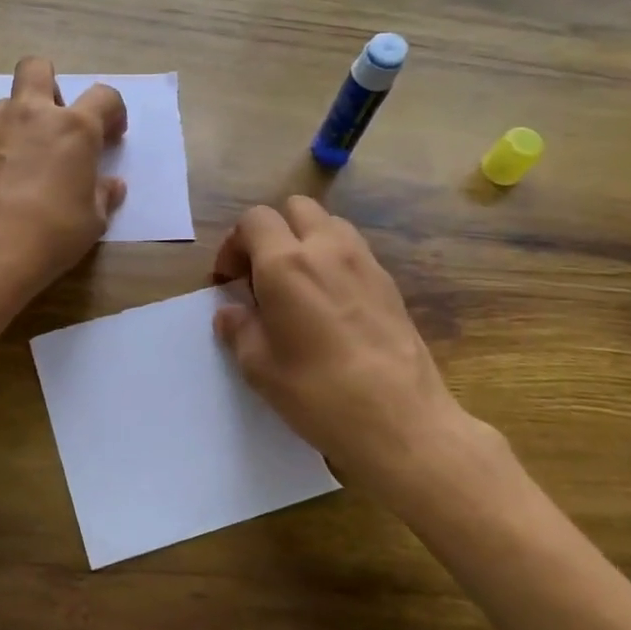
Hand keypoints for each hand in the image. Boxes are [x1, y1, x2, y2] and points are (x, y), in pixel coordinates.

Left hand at [0, 57, 126, 318]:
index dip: (113, 112)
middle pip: (38, 68)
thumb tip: (111, 185)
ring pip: (10, 101)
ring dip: (24, 117)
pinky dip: (2, 145)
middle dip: (52, 84)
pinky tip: (6, 178)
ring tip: (30, 156)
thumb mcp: (93, 220)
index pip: (104, 96)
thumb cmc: (53, 233)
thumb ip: (103, 195)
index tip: (112, 135)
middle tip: (60, 120)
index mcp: (74, 127)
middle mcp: (32, 115)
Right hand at [212, 197, 485, 502]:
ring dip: (305, 241)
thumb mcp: (260, 367)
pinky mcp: (389, 283)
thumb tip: (231, 312)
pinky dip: (333, 261)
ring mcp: (364, 262)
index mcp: (286, 264)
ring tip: (298, 285)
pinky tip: (330, 305)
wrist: (401, 421)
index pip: (254, 220)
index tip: (229, 281)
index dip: (234, 244)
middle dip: (272, 232)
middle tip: (261, 275)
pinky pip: (353, 251)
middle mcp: (326, 249)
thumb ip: (239, 329)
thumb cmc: (318, 393)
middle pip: (295, 208)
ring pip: (329, 224)